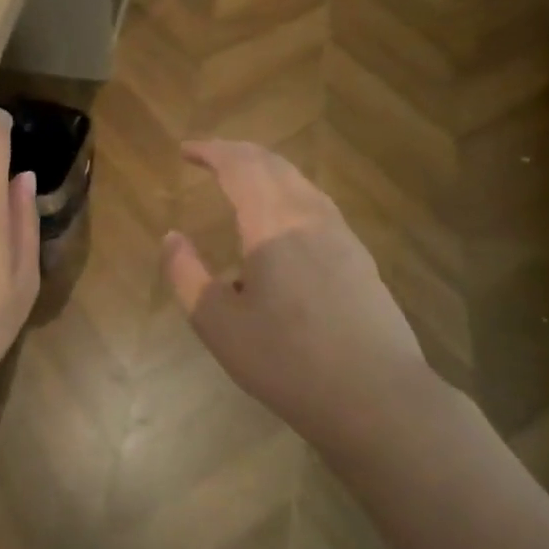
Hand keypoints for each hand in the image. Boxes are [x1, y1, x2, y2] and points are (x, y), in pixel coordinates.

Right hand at [162, 141, 446, 453]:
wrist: (377, 398)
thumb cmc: (287, 362)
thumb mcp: (218, 325)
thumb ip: (187, 275)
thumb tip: (171, 238)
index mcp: (273, 225)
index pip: (240, 166)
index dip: (211, 151)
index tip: (185, 150)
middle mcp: (310, 217)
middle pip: (273, 165)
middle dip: (238, 153)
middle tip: (209, 156)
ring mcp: (341, 235)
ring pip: (300, 182)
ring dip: (265, 170)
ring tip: (240, 180)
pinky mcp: (359, 257)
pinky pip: (316, 204)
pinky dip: (287, 192)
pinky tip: (280, 220)